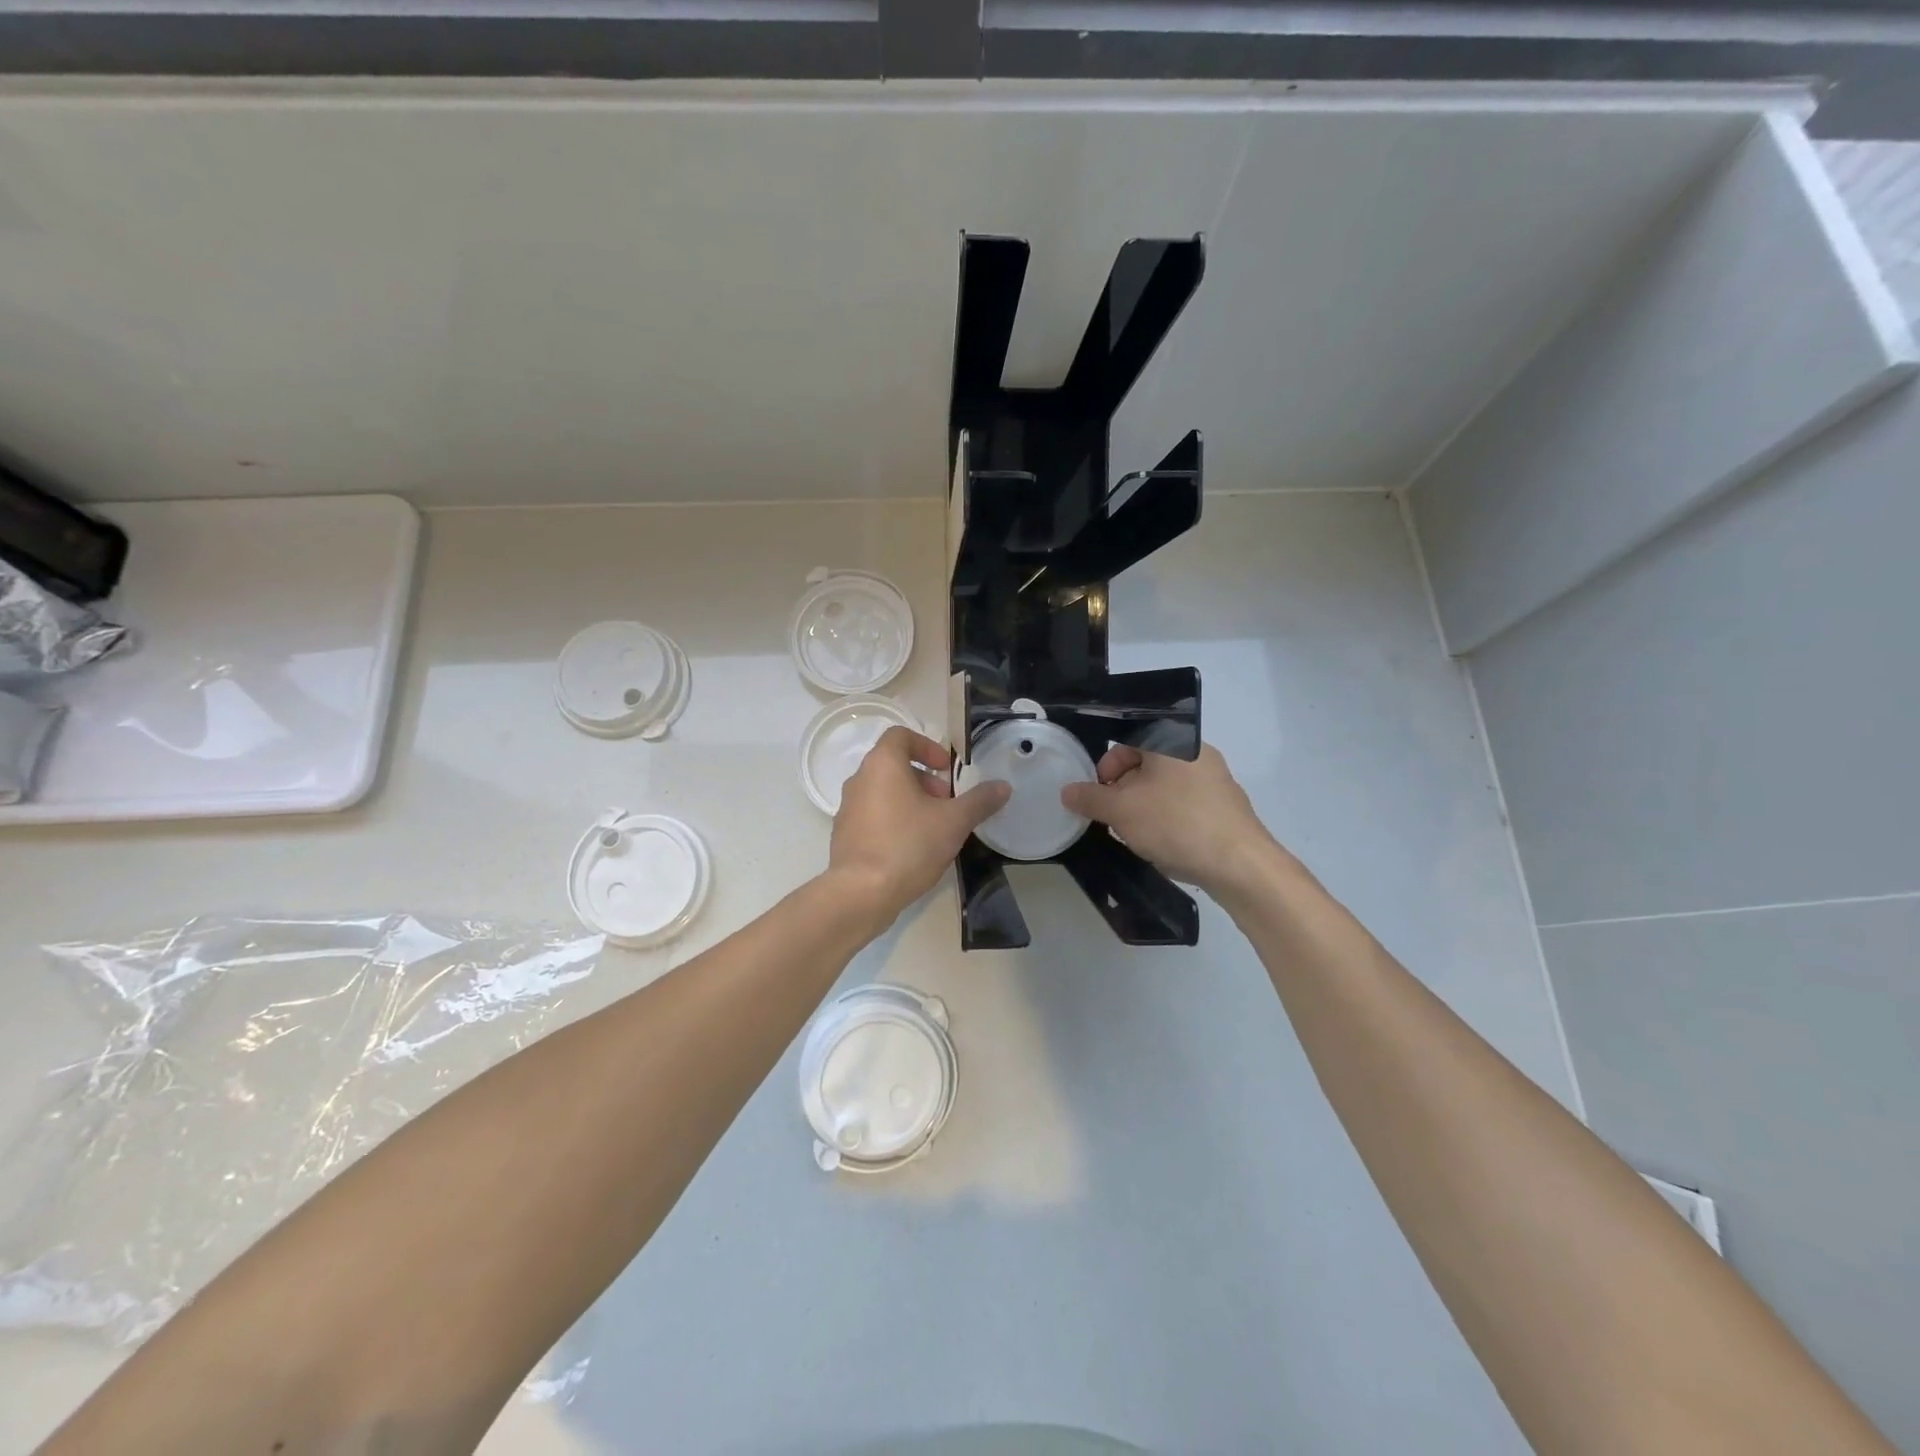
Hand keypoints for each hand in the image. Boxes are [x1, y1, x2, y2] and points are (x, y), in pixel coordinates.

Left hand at [829, 727, 1009, 925]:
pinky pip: (872, 816)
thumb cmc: (908, 845)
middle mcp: (860, 779)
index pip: (901, 736)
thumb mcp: (953, 822)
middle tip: (946, 802)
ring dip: (910, 800)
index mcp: (882, 764)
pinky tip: (912, 848)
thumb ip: (979, 801)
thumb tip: (1003, 786)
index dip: (927, 746)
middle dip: (924, 779)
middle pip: (894, 765)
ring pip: (883, 792)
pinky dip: (893, 820)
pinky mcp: (844, 835)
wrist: (861, 893)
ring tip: (933, 828)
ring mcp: (847, 808)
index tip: (946, 769)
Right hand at [1061, 743, 1281, 898]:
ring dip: (1144, 807)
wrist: (1240, 864)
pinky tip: (1165, 845)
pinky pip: (1186, 805)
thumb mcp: (1121, 811)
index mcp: (1172, 741)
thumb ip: (1090, 798)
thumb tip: (1068, 791)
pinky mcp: (1227, 809)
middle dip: (1123, 791)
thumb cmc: (1175, 823)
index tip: (1099, 796)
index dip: (1106, 767)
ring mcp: (1216, 781)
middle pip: (1146, 765)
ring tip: (1137, 835)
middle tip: (1113, 818)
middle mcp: (1197, 753)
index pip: (1127, 741)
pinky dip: (1168, 820)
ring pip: (1165, 787)